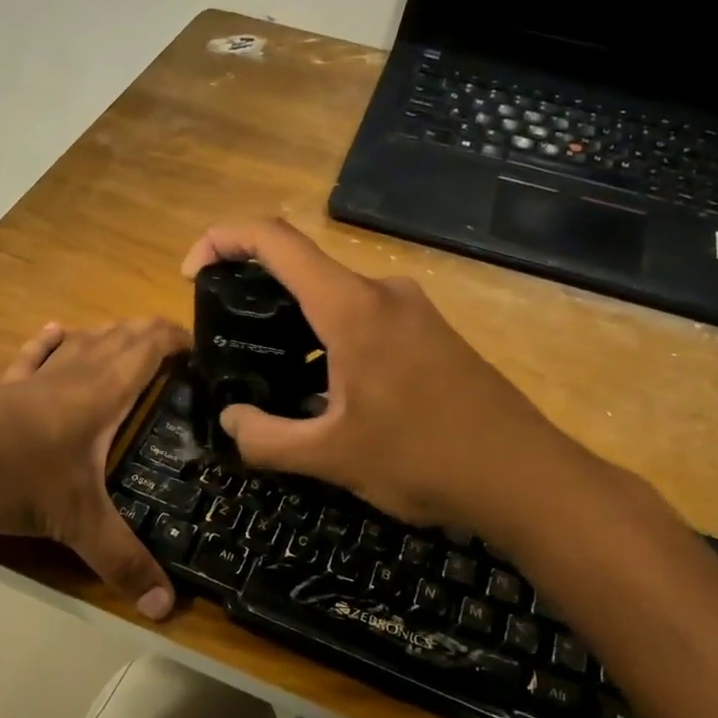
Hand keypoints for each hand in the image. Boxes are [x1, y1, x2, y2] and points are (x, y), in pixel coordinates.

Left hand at [0, 318, 189, 618]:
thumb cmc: (11, 474)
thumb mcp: (74, 521)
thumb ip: (122, 561)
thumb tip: (166, 608)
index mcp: (101, 392)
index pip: (149, 346)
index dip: (179, 339)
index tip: (206, 350)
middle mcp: (73, 374)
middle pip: (120, 337)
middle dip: (152, 335)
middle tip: (180, 355)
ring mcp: (34, 378)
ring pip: (81, 342)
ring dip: (111, 335)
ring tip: (131, 342)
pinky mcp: (2, 389)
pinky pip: (34, 355)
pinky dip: (52, 341)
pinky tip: (57, 331)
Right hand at [181, 219, 607, 556]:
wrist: (526, 478)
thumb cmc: (424, 460)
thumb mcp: (331, 458)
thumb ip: (265, 439)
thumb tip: (230, 421)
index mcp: (352, 308)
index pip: (275, 240)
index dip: (222, 239)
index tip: (191, 273)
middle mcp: (383, 292)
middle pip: (302, 266)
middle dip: (253, 290)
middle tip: (225, 337)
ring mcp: (412, 310)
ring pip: (334, 296)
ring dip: (293, 322)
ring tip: (268, 371)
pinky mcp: (430, 333)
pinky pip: (363, 317)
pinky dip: (327, 337)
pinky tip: (323, 389)